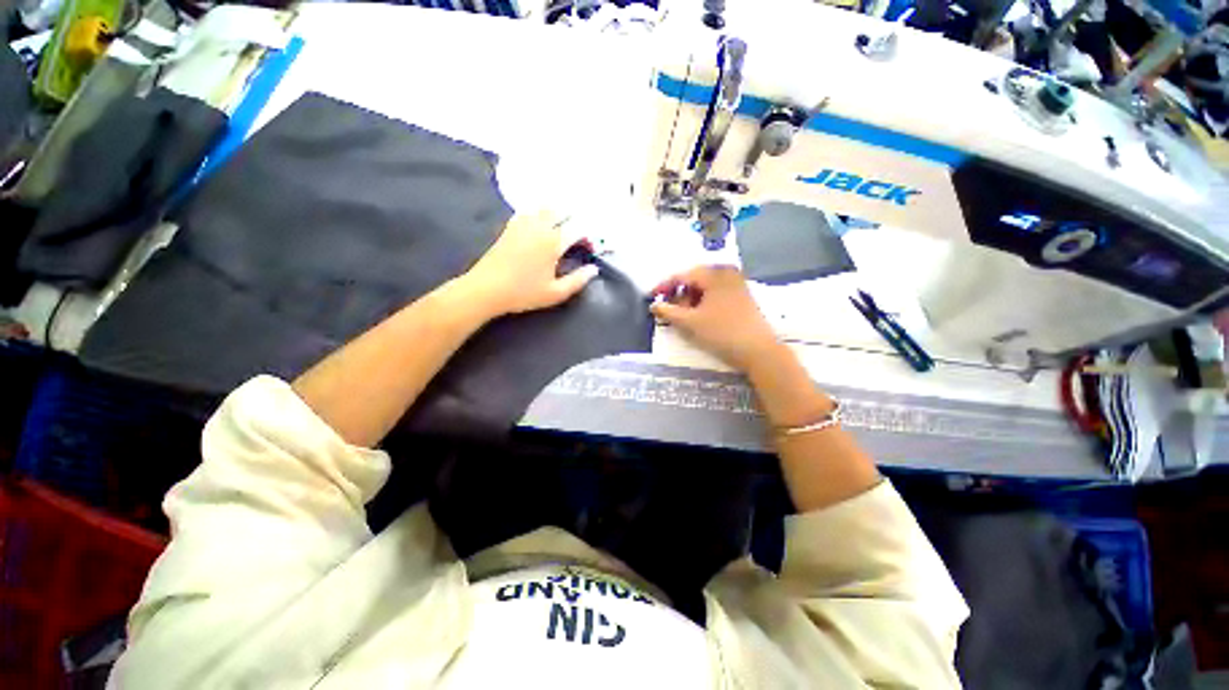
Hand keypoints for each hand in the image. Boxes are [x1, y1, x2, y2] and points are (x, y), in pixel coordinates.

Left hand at [463, 210, 598, 316]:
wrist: (486, 289)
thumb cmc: (523, 293)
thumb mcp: (555, 293)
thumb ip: (578, 280)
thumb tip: (594, 269)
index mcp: (553, 242)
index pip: (577, 229)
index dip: (588, 237)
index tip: (590, 249)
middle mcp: (539, 227)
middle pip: (561, 211)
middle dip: (573, 219)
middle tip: (578, 234)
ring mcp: (523, 224)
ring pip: (544, 208)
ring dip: (557, 213)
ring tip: (562, 225)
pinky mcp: (510, 227)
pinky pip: (528, 211)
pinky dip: (538, 213)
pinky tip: (540, 223)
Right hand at [650, 265, 782, 372]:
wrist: (758, 351)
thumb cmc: (722, 333)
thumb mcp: (690, 323)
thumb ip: (668, 312)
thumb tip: (653, 305)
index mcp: (714, 274)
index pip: (682, 275)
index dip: (664, 286)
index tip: (651, 297)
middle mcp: (727, 273)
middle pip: (695, 279)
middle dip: (679, 294)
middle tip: (669, 310)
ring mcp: (737, 284)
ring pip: (706, 287)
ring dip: (691, 299)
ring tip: (684, 316)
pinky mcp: (742, 297)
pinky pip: (716, 293)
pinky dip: (704, 302)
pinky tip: (700, 316)